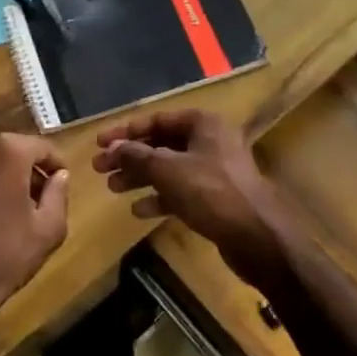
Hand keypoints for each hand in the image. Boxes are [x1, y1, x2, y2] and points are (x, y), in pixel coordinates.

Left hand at [0, 134, 69, 354]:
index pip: (41, 147)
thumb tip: (60, 175)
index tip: (60, 182)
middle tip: (34, 198)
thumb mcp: (50, 228)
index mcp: (7, 152)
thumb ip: (59, 193)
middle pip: (8, 153)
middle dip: (24, 170)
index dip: (55, 164)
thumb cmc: (7, 255)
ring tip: (2, 209)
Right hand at [91, 110, 288, 286]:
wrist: (257, 235)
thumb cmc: (212, 192)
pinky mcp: (215, 198)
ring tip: (112, 188)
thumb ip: (137, 156)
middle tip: (99, 168)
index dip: (126, 131)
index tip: (100, 143)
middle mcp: (210, 142)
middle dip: (130, 156)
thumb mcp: (168, 170)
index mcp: (203, 124)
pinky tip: (139, 210)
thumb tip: (114, 148)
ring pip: (168, 169)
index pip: (157, 120)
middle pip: (161, 144)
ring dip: (140, 177)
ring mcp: (214, 171)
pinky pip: (180, 191)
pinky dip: (159, 197)